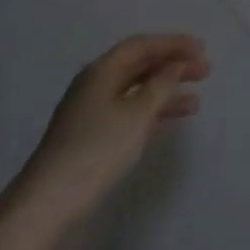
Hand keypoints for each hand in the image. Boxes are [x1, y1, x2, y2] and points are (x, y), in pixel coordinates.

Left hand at [16, 34, 209, 218]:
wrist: (46, 205)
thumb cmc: (96, 150)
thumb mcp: (137, 114)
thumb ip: (161, 85)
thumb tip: (175, 65)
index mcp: (102, 70)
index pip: (142, 45)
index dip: (173, 44)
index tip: (201, 49)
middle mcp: (94, 84)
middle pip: (140, 66)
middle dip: (172, 67)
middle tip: (204, 72)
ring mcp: (89, 113)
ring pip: (135, 92)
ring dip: (165, 93)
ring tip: (195, 103)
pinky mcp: (88, 139)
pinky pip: (127, 113)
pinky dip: (150, 113)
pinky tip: (166, 123)